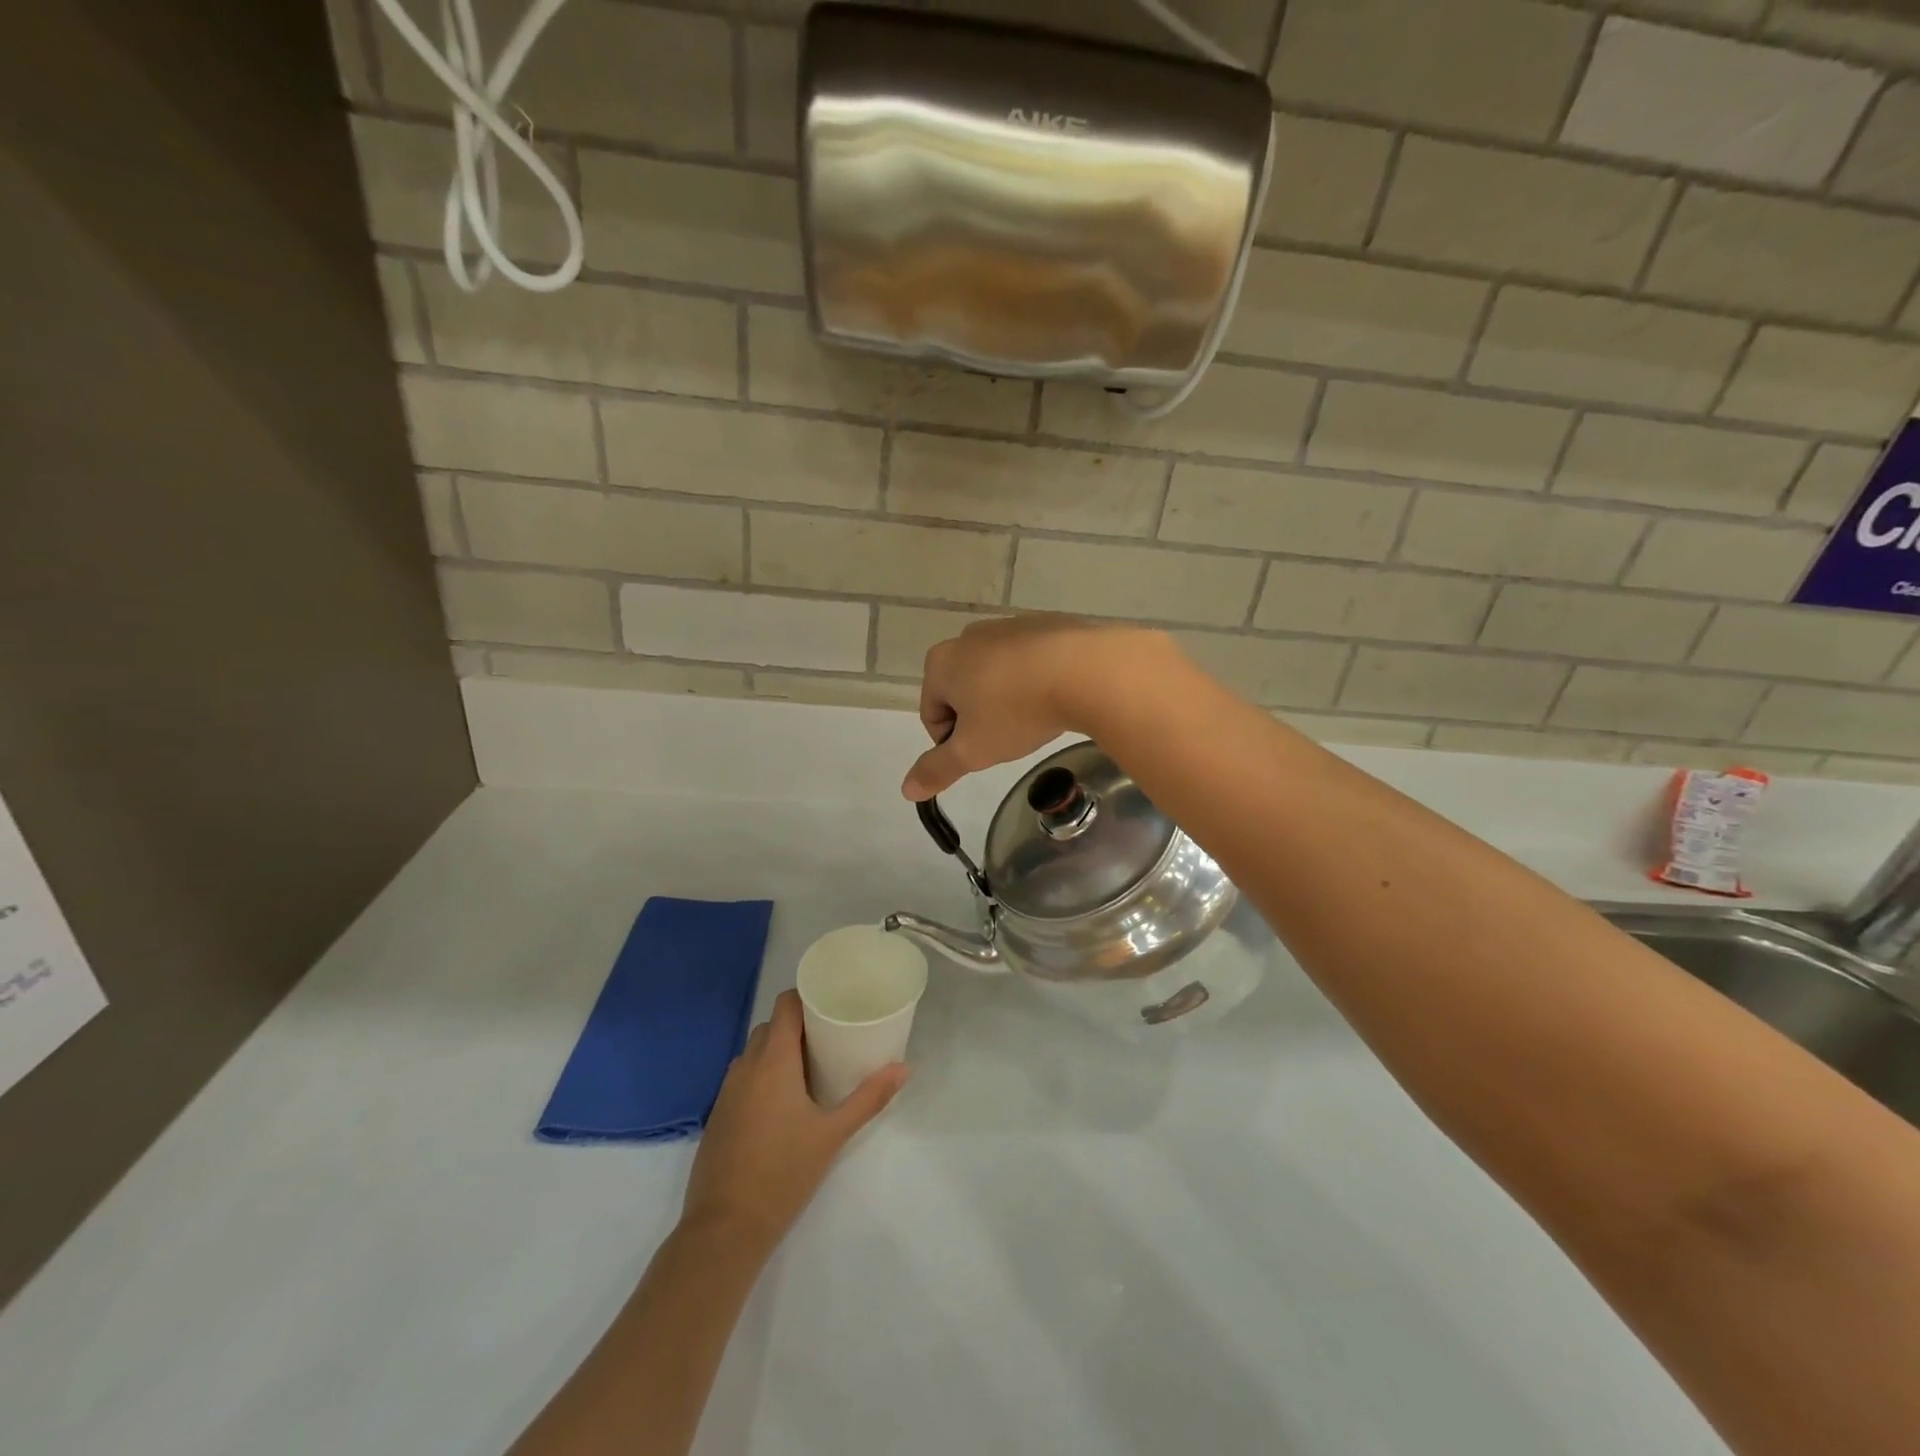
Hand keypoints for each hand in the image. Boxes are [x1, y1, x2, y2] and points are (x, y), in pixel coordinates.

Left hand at [682, 990, 906, 1251]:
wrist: (724, 1228)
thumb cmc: (784, 1173)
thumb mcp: (833, 1134)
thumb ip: (869, 1098)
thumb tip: (904, 1068)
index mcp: (773, 1060)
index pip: (785, 1004)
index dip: (806, 997)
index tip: (831, 1003)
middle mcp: (746, 1066)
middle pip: (771, 1026)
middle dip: (797, 1027)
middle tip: (830, 1039)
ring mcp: (727, 1091)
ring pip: (755, 1053)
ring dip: (779, 1052)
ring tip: (810, 1069)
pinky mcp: (718, 1115)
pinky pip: (743, 1078)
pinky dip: (762, 1076)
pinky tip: (782, 1103)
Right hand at [903, 615, 1176, 799]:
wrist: (1085, 669)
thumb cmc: (1016, 711)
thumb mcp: (973, 751)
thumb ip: (937, 769)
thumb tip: (907, 790)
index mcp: (941, 663)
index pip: (932, 714)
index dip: (953, 743)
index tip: (983, 751)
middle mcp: (968, 637)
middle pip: (963, 693)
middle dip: (980, 719)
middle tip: (1008, 737)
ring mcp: (1008, 626)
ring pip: (997, 676)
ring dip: (1007, 700)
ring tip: (1034, 718)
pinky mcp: (1044, 624)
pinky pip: (1029, 662)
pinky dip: (1034, 681)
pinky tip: (1056, 696)